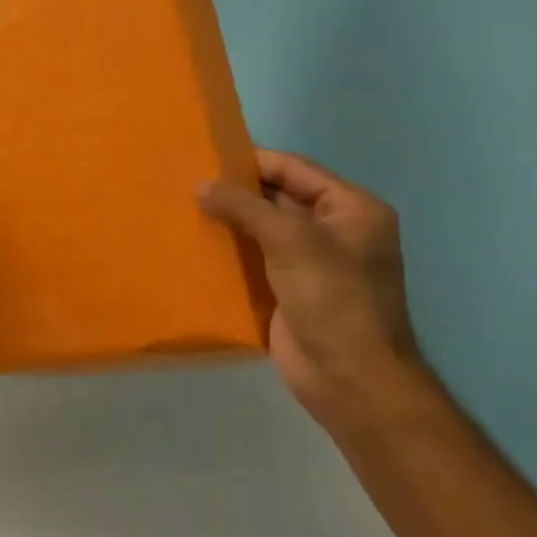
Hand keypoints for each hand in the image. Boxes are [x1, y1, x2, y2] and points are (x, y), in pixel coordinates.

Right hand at [199, 149, 427, 429]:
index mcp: (351, 208)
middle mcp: (335, 230)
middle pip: (279, 197)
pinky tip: (197, 242)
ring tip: (184, 206)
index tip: (207, 156)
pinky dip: (230, 250)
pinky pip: (255, 259)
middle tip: (189, 180)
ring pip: (263, 229)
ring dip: (230, 220)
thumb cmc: (332, 298)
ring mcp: (312, 262)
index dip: (253, 161)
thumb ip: (244, 206)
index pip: (295, 170)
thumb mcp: (290, 240)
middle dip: (237, 191)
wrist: (350, 380)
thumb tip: (200, 184)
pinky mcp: (290, 290)